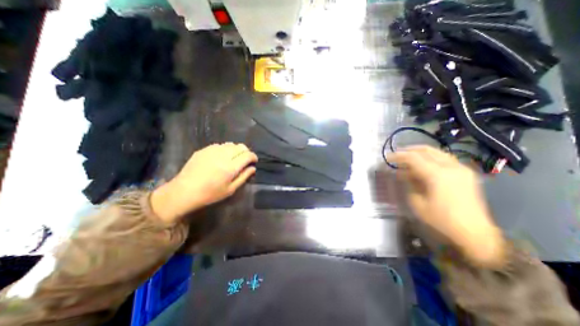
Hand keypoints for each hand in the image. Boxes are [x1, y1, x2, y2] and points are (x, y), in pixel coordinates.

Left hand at [151, 143, 256, 223]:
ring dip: (236, 150)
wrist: (184, 191)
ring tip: (233, 158)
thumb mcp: (230, 189)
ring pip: (230, 144)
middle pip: (240, 146)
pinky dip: (225, 149)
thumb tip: (253, 168)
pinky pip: (219, 145)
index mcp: (230, 167)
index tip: (254, 161)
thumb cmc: (210, 194)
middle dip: (246, 152)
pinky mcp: (203, 150)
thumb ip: (244, 177)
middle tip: (244, 160)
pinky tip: (221, 157)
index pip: (247, 155)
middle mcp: (222, 155)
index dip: (253, 157)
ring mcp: (212, 151)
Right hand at [387, 146, 505, 266]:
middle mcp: (451, 167)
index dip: (398, 156)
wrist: (474, 233)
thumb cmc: (441, 219)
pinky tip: (423, 164)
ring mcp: (461, 168)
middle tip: (396, 154)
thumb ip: (409, 183)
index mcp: (437, 175)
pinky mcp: (466, 173)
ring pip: (436, 152)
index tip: (387, 157)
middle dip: (408, 150)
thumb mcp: (417, 202)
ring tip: (407, 157)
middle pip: (426, 150)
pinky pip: (444, 158)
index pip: (413, 158)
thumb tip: (402, 173)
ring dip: (419, 152)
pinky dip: (430, 158)